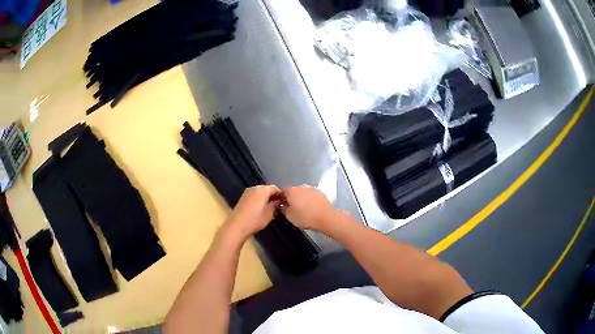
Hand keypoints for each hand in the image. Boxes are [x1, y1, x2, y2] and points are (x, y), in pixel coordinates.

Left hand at [222, 185, 281, 241]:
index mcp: (262, 190)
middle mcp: (254, 188)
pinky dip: (259, 199)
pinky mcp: (242, 198)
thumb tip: (278, 201)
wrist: (237, 226)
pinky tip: (261, 208)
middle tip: (278, 204)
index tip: (285, 201)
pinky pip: (254, 195)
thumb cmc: (255, 219)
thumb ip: (275, 205)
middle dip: (273, 195)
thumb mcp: (269, 213)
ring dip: (266, 197)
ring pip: (260, 192)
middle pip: (267, 189)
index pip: (275, 188)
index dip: (281, 194)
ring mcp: (247, 192)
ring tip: (270, 207)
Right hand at [281, 185, 336, 231]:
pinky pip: (312, 195)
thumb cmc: (305, 217)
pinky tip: (312, 208)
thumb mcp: (289, 216)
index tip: (282, 205)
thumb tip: (282, 205)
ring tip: (303, 209)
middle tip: (292, 208)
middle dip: (292, 198)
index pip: (282, 191)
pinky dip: (310, 199)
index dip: (281, 198)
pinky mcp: (321, 192)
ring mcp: (312, 188)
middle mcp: (301, 186)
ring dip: (302, 198)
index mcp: (291, 191)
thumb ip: (283, 209)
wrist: (326, 217)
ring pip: (303, 192)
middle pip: (293, 191)